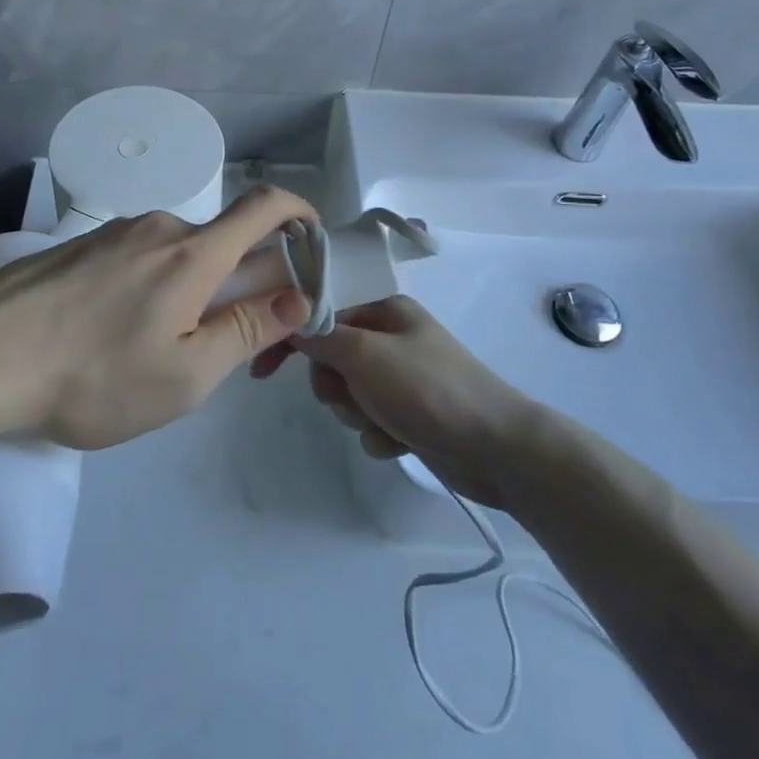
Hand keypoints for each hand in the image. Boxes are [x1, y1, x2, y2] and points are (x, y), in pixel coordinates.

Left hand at [0, 187, 316, 449]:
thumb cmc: (93, 377)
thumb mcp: (186, 375)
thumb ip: (248, 331)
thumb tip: (298, 298)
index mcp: (194, 254)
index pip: (265, 208)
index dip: (299, 215)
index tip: (313, 243)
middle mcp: (160, 228)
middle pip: (224, 241)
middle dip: (245, 282)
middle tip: (233, 344)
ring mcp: (116, 234)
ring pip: (179, 255)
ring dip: (196, 290)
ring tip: (166, 351)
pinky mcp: (82, 248)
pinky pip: (140, 259)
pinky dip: (156, 287)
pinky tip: (120, 336)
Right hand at [252, 295, 537, 506]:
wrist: (497, 449)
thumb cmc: (428, 389)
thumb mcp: (365, 355)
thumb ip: (321, 337)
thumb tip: (288, 319)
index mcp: (384, 309)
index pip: (321, 312)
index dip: (290, 337)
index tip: (261, 368)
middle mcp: (391, 337)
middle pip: (331, 358)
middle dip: (335, 385)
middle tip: (351, 397)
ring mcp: (402, 377)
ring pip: (348, 394)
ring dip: (357, 413)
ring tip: (384, 421)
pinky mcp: (410, 413)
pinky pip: (370, 421)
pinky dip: (378, 434)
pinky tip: (399, 441)